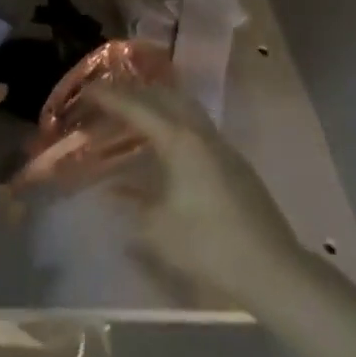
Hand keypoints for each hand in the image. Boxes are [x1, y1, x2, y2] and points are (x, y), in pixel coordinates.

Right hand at [86, 84, 303, 305]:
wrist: (269, 267)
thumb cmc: (206, 245)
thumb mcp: (156, 228)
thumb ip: (132, 202)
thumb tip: (113, 190)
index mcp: (179, 141)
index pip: (137, 107)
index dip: (109, 97)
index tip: (86, 89)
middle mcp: (201, 133)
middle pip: (165, 97)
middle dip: (135, 92)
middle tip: (108, 98)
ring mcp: (221, 146)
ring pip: (185, 109)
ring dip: (157, 105)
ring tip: (133, 115)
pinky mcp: (233, 163)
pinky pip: (196, 128)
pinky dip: (173, 124)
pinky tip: (163, 148)